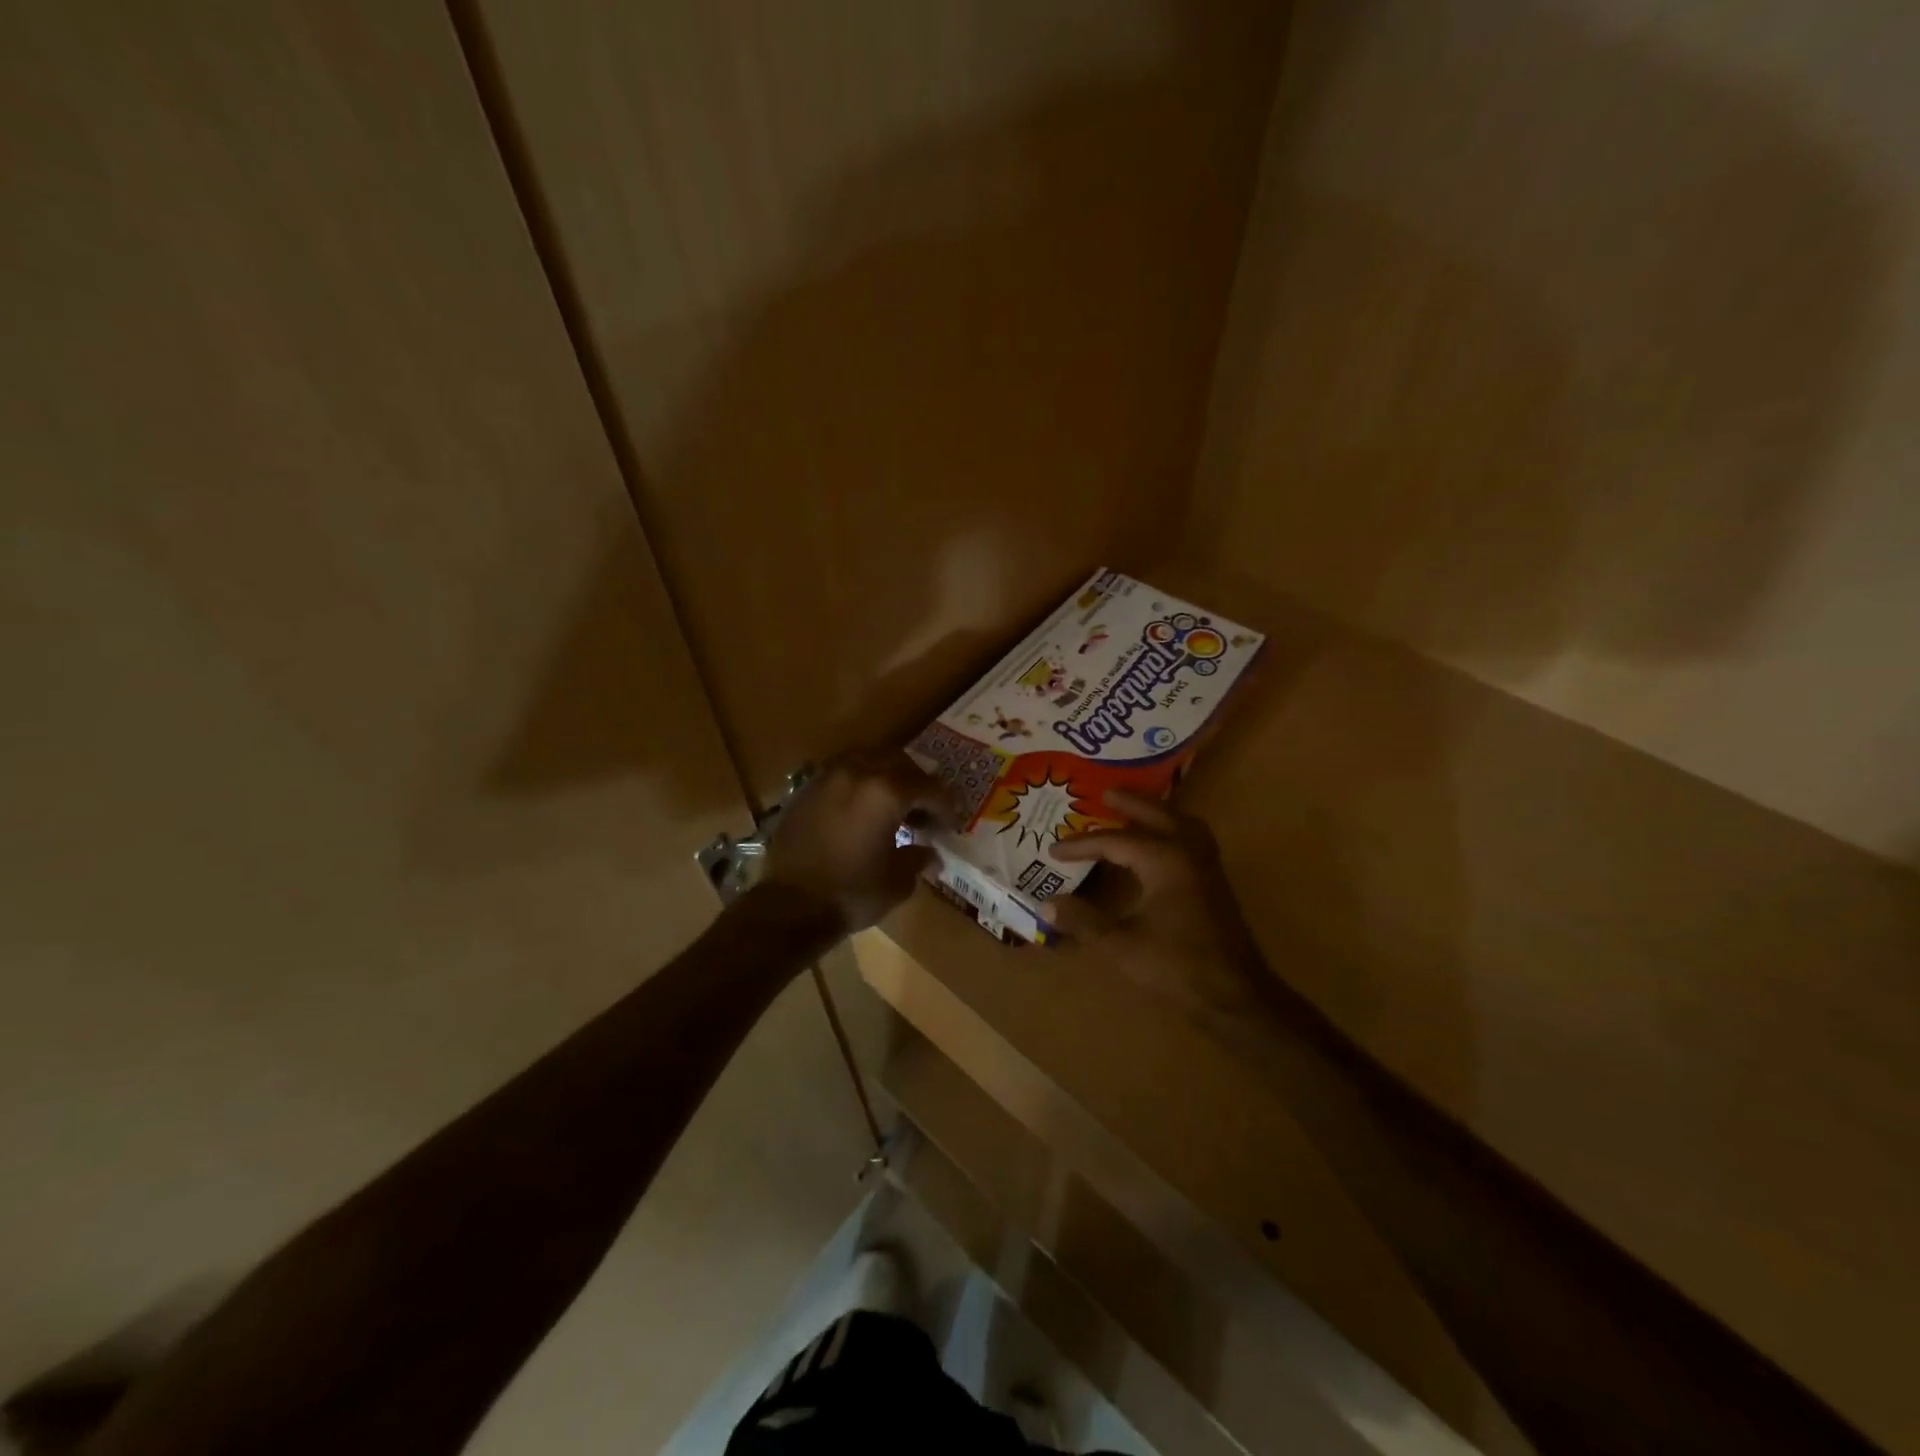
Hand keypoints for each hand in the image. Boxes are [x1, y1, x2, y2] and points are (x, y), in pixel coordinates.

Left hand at [761, 749, 954, 933]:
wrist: (789, 906)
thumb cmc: (852, 893)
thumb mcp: (897, 881)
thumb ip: (918, 859)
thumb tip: (930, 854)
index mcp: (887, 791)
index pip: (929, 788)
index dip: (945, 806)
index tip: (950, 824)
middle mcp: (858, 773)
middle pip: (899, 763)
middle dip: (917, 784)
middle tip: (924, 812)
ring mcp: (829, 777)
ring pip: (868, 760)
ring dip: (886, 777)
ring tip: (893, 805)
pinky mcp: (807, 789)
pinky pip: (842, 773)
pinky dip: (859, 784)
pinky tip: (862, 810)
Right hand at [1046, 791, 1267, 1020]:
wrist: (1235, 993)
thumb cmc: (1177, 965)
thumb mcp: (1121, 945)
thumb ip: (1083, 921)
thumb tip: (1047, 904)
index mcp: (1164, 860)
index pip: (1114, 841)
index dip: (1081, 845)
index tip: (1054, 850)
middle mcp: (1187, 852)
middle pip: (1156, 815)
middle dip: (1129, 803)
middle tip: (1104, 793)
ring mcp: (1206, 864)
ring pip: (1181, 822)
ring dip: (1156, 812)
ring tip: (1134, 810)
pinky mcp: (1215, 880)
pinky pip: (1192, 837)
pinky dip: (1174, 828)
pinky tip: (1161, 842)